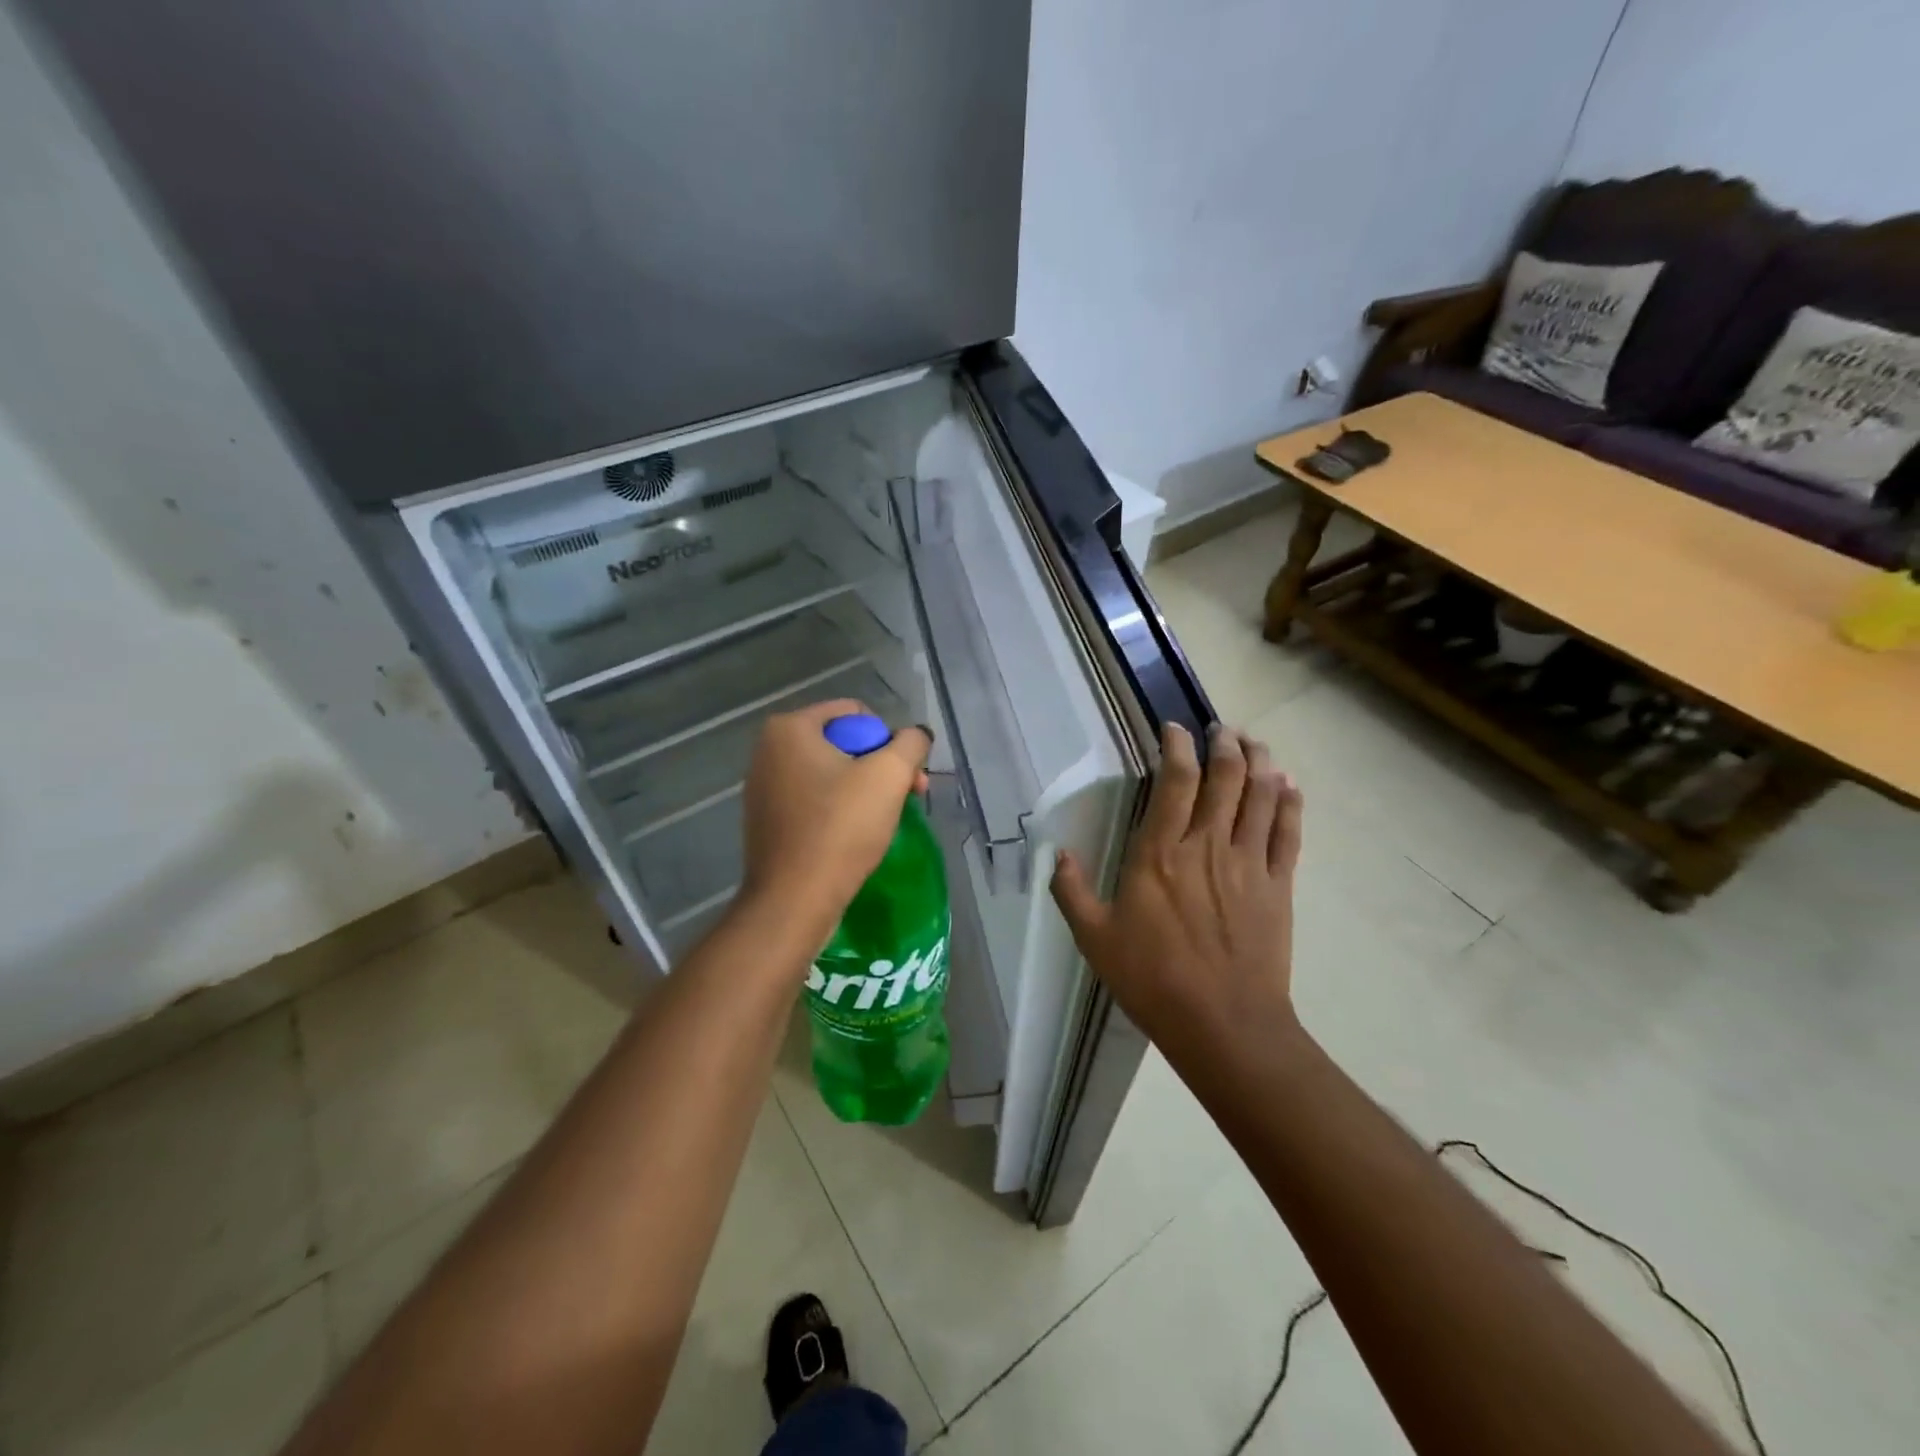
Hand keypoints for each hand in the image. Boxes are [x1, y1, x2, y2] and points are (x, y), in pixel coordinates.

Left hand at [739, 699, 932, 935]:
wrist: (794, 900)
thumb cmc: (841, 828)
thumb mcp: (889, 775)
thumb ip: (911, 743)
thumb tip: (917, 736)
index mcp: (789, 728)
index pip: (856, 714)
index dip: (888, 740)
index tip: (905, 775)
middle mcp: (768, 751)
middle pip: (843, 744)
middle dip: (881, 767)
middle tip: (910, 796)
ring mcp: (763, 787)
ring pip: (831, 774)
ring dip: (865, 790)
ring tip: (886, 819)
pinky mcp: (767, 821)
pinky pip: (814, 801)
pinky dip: (839, 811)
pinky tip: (856, 836)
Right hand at [1050, 723, 1304, 1062]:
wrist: (1223, 1025)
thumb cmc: (1153, 979)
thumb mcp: (1095, 939)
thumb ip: (1072, 892)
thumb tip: (1058, 855)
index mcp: (1160, 853)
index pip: (1176, 781)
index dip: (1178, 747)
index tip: (1175, 729)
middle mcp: (1208, 845)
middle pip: (1226, 777)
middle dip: (1225, 744)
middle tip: (1222, 728)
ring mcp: (1250, 863)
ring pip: (1261, 795)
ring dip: (1260, 762)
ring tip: (1254, 743)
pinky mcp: (1280, 885)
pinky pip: (1289, 832)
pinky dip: (1290, 802)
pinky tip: (1289, 784)